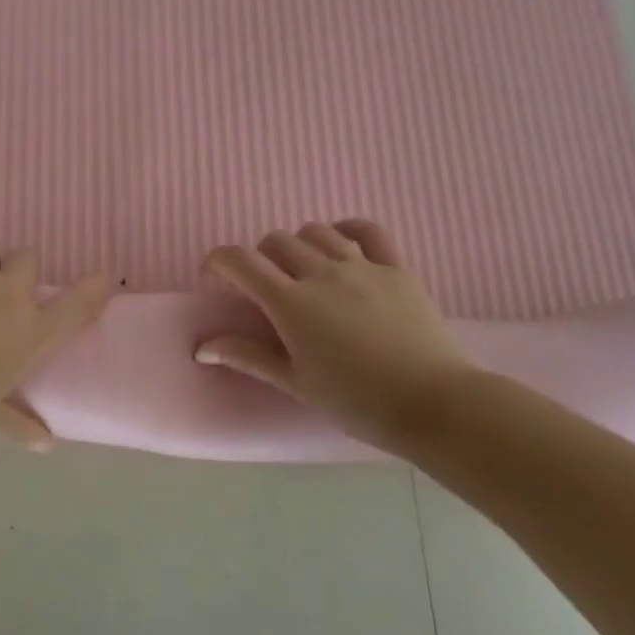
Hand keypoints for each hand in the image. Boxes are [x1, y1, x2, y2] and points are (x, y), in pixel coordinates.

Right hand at [196, 220, 477, 455]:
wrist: (432, 404)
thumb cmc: (355, 400)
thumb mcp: (295, 382)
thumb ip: (247, 356)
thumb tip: (202, 346)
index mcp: (291, 303)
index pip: (240, 261)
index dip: (218, 261)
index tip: (215, 279)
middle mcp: (322, 273)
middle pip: (276, 241)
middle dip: (259, 259)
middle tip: (264, 290)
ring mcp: (363, 265)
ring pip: (317, 231)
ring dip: (299, 246)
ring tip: (303, 273)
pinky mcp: (397, 268)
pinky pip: (368, 230)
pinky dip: (346, 231)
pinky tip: (342, 246)